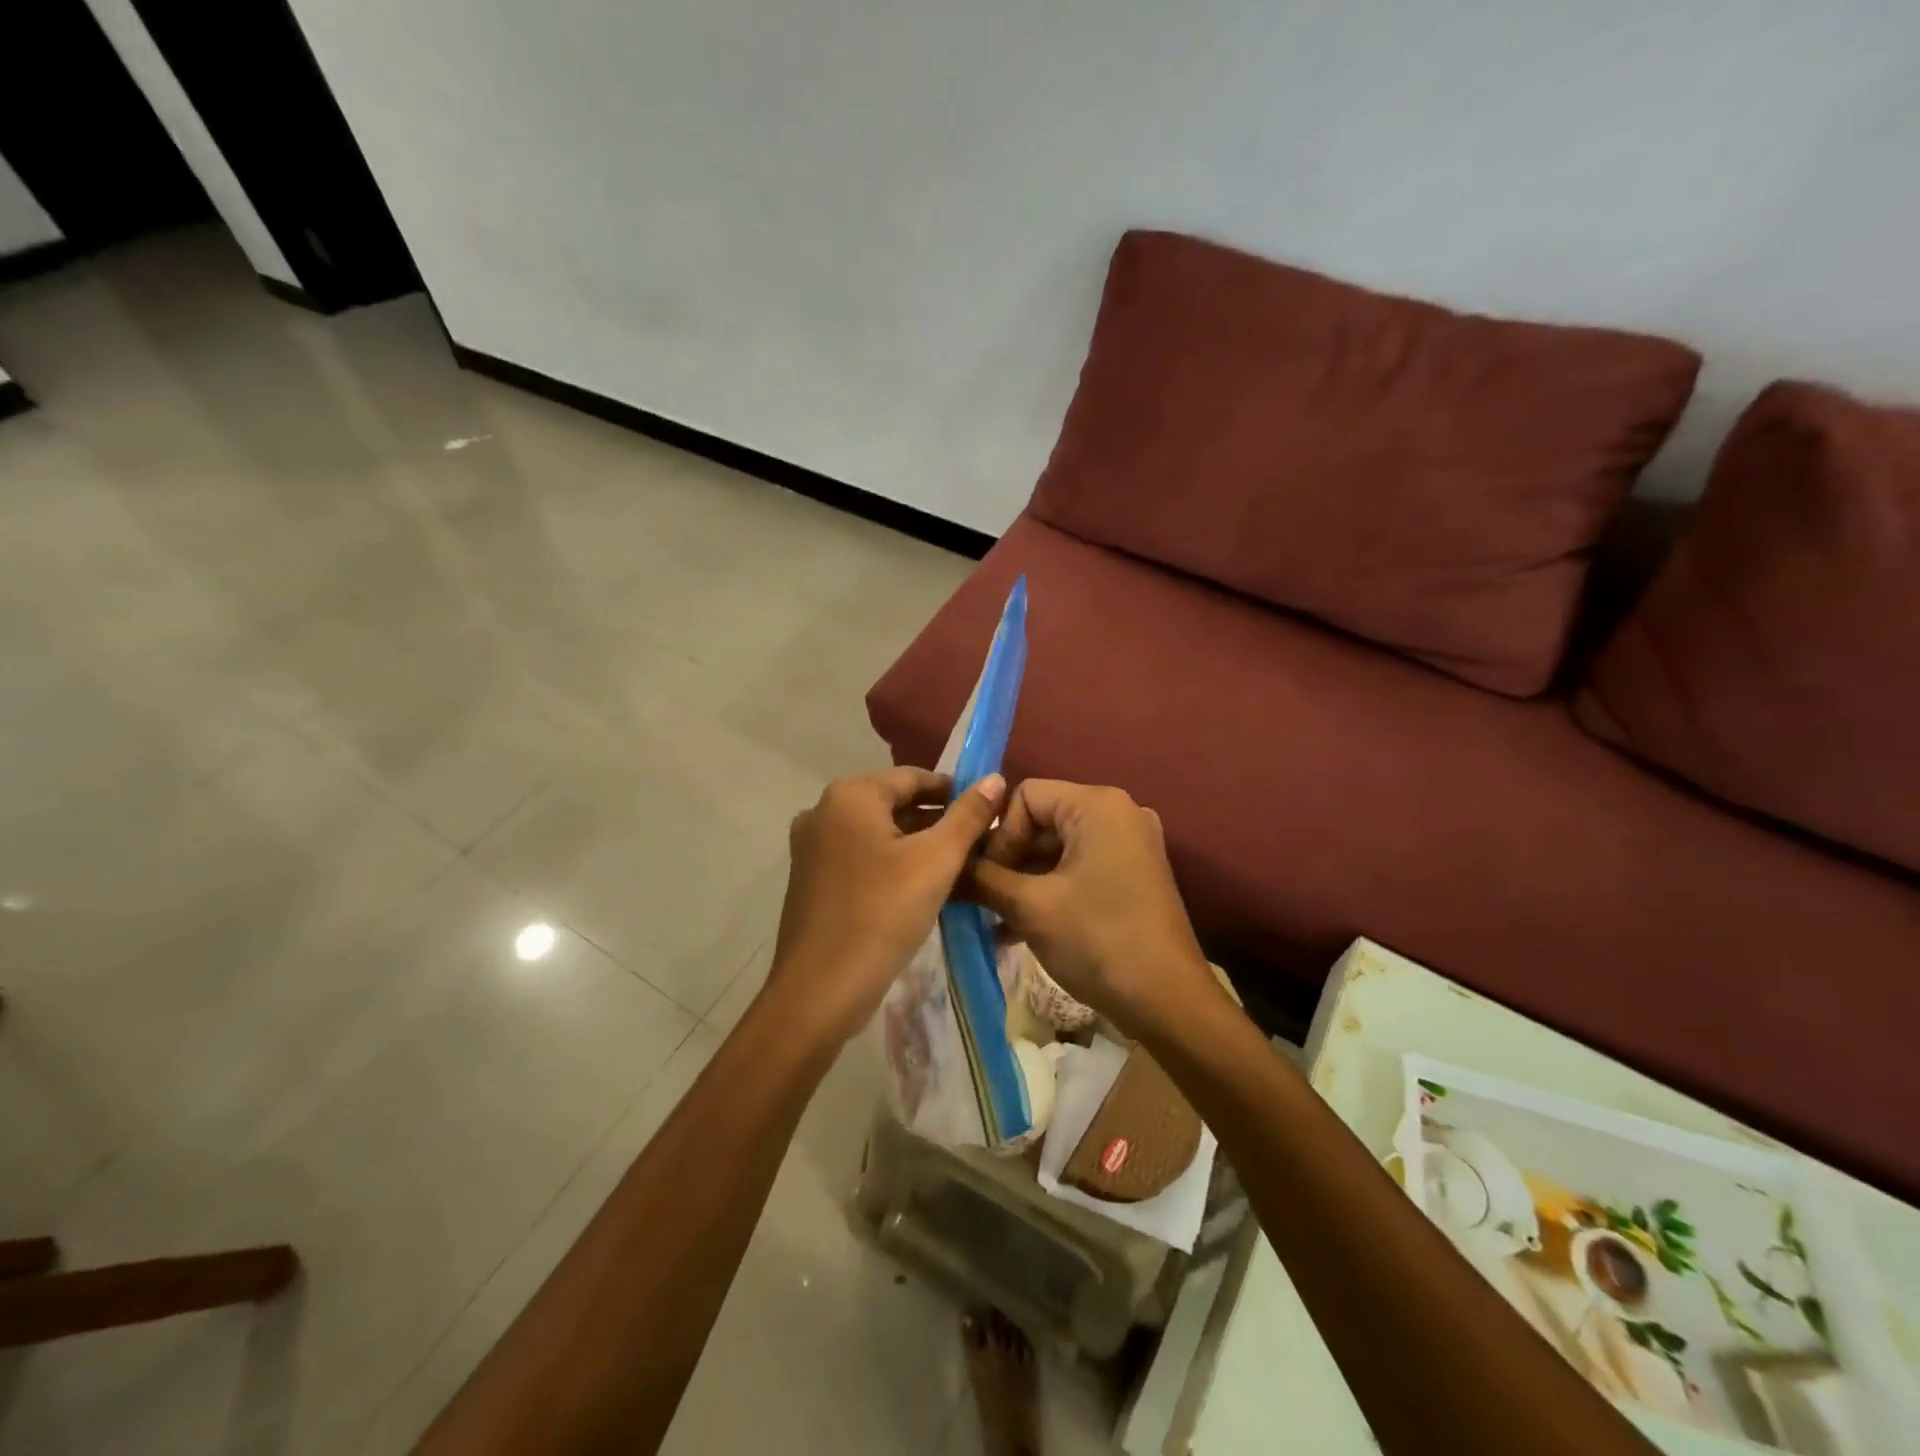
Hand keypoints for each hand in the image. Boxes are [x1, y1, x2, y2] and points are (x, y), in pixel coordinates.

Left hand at [766, 767, 1005, 1044]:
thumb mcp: (936, 861)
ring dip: (916, 844)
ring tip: (956, 868)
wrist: (819, 991)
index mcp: (850, 795)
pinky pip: (860, 857)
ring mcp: (811, 846)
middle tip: (977, 846)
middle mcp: (824, 810)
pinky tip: (918, 888)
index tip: (987, 815)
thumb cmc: (882, 915)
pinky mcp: (810, 878)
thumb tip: (994, 778)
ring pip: (878, 833)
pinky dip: (891, 863)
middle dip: (937, 821)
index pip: (914, 777)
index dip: (955, 792)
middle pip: (894, 804)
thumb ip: (968, 816)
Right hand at [961, 780, 1216, 1037]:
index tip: (986, 879)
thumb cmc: (1098, 940)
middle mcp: (1118, 812)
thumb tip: (946, 868)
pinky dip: (1050, 890)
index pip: (1024, 796)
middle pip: (1041, 820)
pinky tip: (1019, 929)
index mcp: (1097, 805)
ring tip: (995, 919)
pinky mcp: (1133, 874)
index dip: (999, 834)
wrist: (1168, 1002)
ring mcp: (1130, 844)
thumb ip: (983, 879)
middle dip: (1008, 860)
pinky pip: (1079, 867)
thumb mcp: (1030, 907)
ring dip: (1024, 880)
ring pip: (1058, 848)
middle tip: (984, 900)